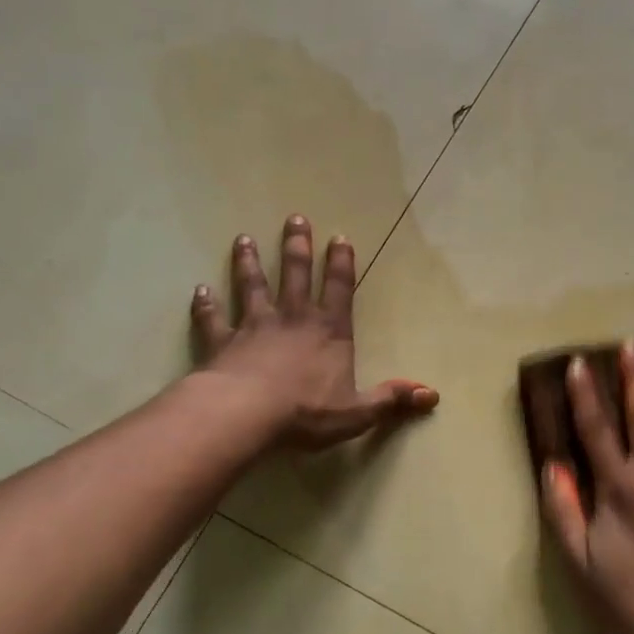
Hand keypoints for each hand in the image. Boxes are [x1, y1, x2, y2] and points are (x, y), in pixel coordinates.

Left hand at [191, 216, 437, 450]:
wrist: (246, 414)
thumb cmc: (306, 412)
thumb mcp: (358, 412)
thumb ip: (391, 400)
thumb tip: (433, 395)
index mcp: (328, 331)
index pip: (339, 288)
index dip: (341, 263)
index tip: (339, 237)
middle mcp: (293, 319)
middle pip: (295, 274)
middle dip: (297, 246)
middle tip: (294, 218)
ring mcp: (254, 326)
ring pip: (252, 286)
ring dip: (249, 263)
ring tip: (244, 239)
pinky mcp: (222, 341)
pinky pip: (212, 318)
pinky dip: (206, 305)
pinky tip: (200, 290)